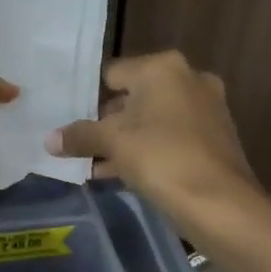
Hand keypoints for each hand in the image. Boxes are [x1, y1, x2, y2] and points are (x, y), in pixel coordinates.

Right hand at [46, 50, 262, 230]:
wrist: (221, 204)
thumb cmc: (162, 158)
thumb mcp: (113, 143)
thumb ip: (80, 136)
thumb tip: (49, 139)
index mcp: (164, 68)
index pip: (112, 74)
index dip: (87, 97)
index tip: (67, 119)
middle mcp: (189, 79)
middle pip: (133, 96)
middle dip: (106, 122)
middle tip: (78, 143)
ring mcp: (206, 108)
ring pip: (152, 120)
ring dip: (125, 140)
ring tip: (92, 164)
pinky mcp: (214, 137)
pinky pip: (170, 138)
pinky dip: (148, 151)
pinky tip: (121, 175)